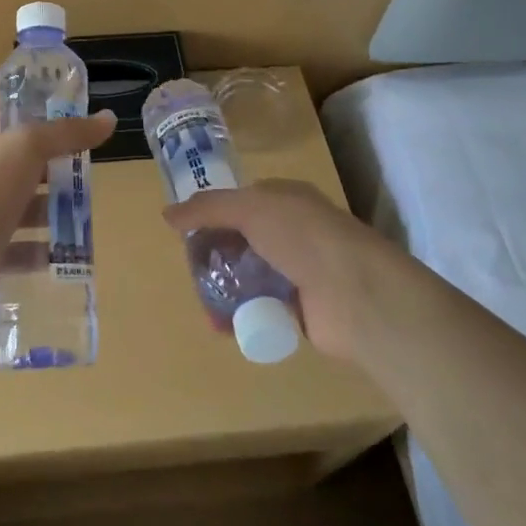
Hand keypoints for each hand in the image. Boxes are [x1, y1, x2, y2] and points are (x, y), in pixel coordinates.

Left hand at [0, 107, 116, 322]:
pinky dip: (44, 251)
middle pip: (22, 165)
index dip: (35, 119)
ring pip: (24, 208)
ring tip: (86, 217)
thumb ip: (68, 132)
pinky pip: (21, 249)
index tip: (69, 126)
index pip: (7, 119)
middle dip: (54, 171)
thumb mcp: (30, 146)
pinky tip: (69, 254)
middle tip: (88, 175)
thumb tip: (108, 119)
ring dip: (53, 212)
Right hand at [163, 178, 401, 362]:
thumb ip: (207, 209)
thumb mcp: (250, 209)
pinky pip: (261, 307)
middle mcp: (291, 231)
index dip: (211, 215)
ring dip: (224, 288)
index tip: (186, 233)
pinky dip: (241, 315)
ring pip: (248, 275)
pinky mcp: (300, 308)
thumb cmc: (303, 237)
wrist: (359, 294)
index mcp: (284, 199)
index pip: (239, 202)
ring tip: (205, 305)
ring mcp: (297, 270)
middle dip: (214, 255)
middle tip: (192, 272)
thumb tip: (167, 214)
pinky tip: (223, 326)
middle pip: (240, 239)